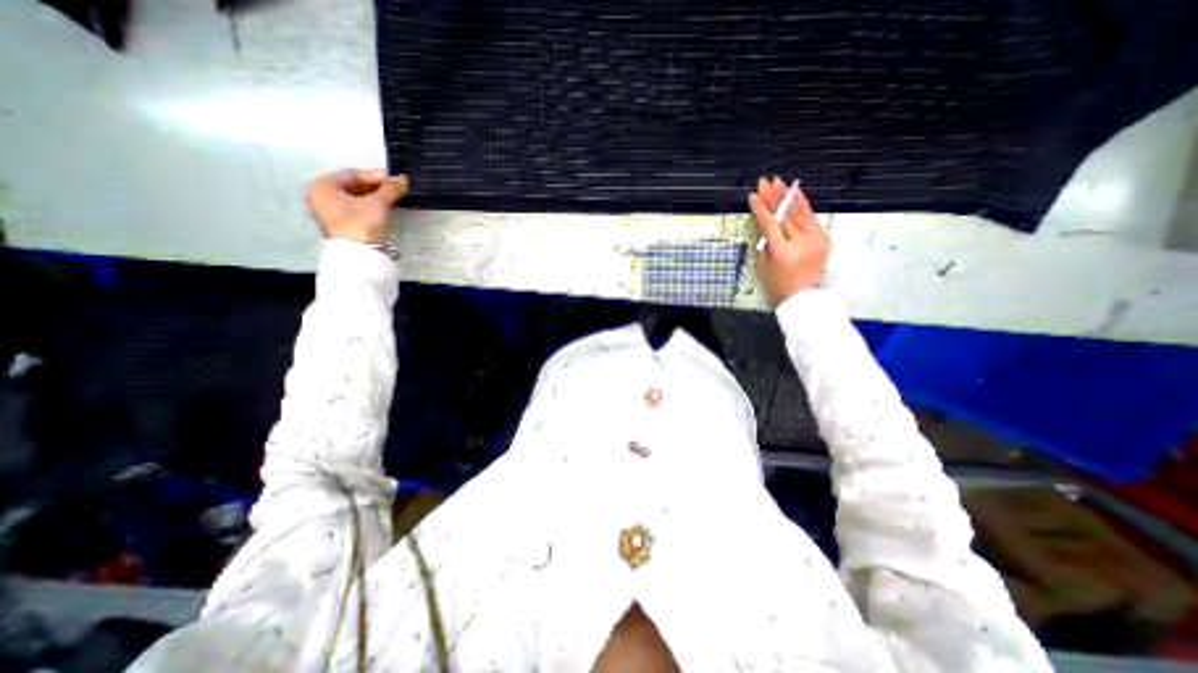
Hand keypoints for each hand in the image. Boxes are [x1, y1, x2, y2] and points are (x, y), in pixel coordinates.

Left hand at [304, 170, 405, 243]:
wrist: (358, 253)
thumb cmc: (361, 222)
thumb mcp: (378, 203)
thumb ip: (390, 189)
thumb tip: (402, 178)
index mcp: (322, 186)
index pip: (351, 175)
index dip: (373, 176)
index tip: (392, 179)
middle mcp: (319, 196)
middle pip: (350, 186)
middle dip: (373, 187)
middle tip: (392, 189)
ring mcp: (326, 212)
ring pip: (352, 198)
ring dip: (371, 197)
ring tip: (390, 198)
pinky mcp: (336, 224)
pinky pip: (351, 209)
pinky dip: (366, 206)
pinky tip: (381, 208)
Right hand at [747, 177, 833, 305]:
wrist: (804, 297)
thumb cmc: (778, 285)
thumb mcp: (763, 265)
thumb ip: (764, 242)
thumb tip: (764, 221)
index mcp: (782, 251)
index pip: (770, 223)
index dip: (761, 208)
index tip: (753, 196)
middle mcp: (801, 242)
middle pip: (786, 214)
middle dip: (774, 197)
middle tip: (765, 181)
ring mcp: (815, 239)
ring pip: (801, 212)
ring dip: (789, 196)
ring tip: (780, 182)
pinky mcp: (823, 238)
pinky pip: (811, 217)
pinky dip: (803, 204)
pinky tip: (796, 193)